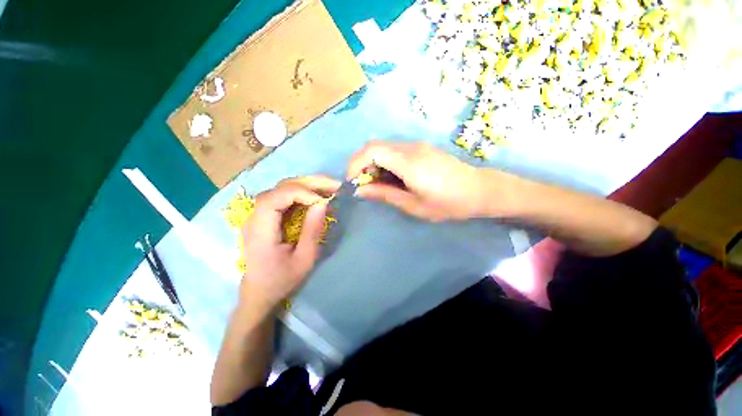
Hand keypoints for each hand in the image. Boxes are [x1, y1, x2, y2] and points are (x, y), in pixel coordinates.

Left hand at [240, 176, 339, 311]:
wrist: (259, 291)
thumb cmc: (282, 279)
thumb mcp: (304, 259)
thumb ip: (312, 230)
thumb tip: (322, 203)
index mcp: (260, 231)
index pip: (274, 198)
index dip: (300, 193)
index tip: (323, 200)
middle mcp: (255, 217)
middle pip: (279, 187)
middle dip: (308, 183)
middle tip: (334, 184)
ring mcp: (258, 214)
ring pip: (282, 188)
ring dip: (307, 185)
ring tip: (329, 187)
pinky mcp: (265, 215)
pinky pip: (284, 196)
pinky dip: (302, 192)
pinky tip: (316, 195)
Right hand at [348, 141, 489, 221]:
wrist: (479, 190)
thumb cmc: (448, 203)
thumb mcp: (414, 205)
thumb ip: (385, 194)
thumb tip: (360, 190)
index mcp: (408, 162)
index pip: (371, 150)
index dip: (355, 164)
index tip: (352, 182)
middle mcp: (410, 147)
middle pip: (374, 146)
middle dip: (361, 164)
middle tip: (364, 185)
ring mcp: (417, 145)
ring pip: (383, 147)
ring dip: (373, 163)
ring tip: (377, 184)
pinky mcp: (421, 148)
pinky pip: (394, 150)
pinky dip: (384, 162)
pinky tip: (391, 177)